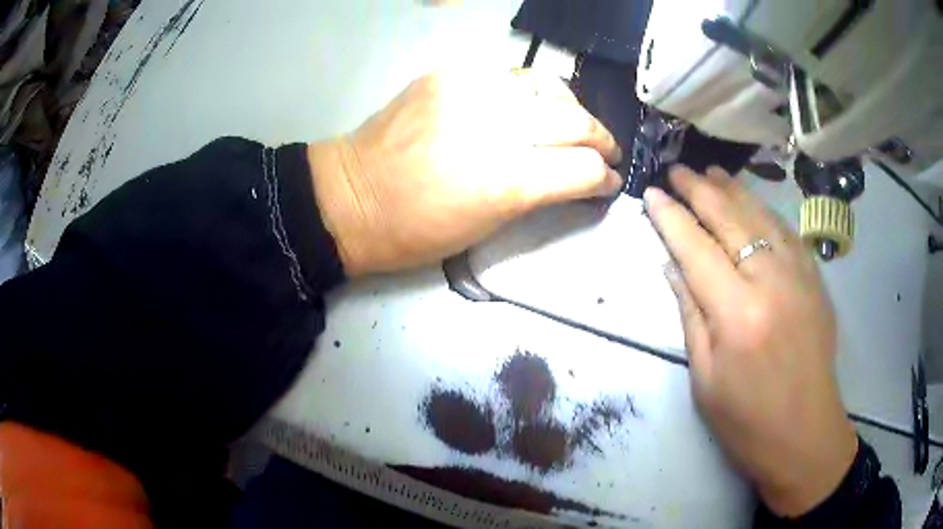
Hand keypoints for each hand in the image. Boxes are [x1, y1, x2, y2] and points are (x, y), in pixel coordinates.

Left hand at [306, 70, 622, 275]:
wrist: (350, 196)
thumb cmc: (415, 231)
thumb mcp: (487, 226)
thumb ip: (539, 194)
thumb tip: (578, 178)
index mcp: (505, 180)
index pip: (583, 168)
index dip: (605, 178)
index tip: (609, 182)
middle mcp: (495, 126)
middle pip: (575, 120)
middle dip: (600, 139)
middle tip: (604, 151)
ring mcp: (470, 91)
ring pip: (548, 87)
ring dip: (568, 109)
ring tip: (569, 126)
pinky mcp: (448, 73)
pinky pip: (509, 76)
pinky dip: (528, 94)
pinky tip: (525, 109)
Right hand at [644, 167, 857, 516]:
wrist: (804, 434)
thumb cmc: (746, 419)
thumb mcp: (704, 377)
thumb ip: (690, 314)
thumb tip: (673, 266)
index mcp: (737, 314)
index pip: (696, 249)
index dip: (671, 218)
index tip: (652, 194)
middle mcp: (770, 282)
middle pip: (730, 219)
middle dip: (700, 190)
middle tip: (678, 171)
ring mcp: (799, 276)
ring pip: (761, 216)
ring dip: (733, 190)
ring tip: (711, 172)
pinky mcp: (815, 280)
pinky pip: (787, 232)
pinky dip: (765, 211)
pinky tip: (752, 202)